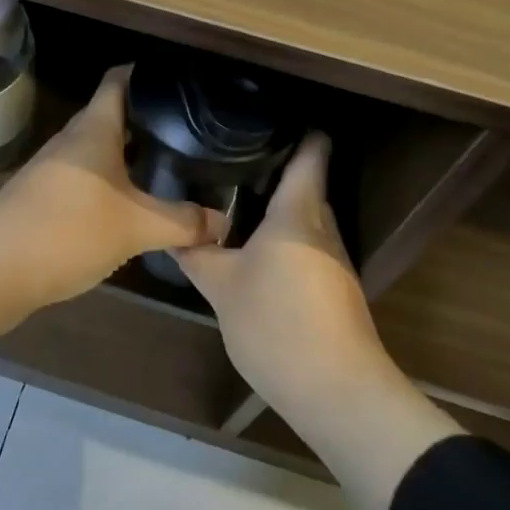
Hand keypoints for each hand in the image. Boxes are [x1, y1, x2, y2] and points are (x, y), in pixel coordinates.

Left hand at [0, 66, 225, 357]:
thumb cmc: (68, 230)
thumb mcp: (137, 227)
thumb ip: (183, 223)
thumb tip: (223, 223)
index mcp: (93, 130)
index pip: (118, 81)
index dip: (145, 73)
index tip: (178, 80)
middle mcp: (71, 141)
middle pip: (111, 116)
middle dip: (146, 120)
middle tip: (187, 130)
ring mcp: (53, 169)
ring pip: (97, 151)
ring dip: (127, 155)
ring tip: (167, 166)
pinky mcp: (42, 198)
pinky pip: (85, 179)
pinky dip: (109, 183)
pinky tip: (130, 205)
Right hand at [172, 133, 391, 415]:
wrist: (336, 390)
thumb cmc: (277, 323)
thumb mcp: (222, 288)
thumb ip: (198, 256)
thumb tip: (173, 233)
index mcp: (298, 212)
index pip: (311, 154)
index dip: (297, 131)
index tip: (265, 119)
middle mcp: (322, 227)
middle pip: (306, 184)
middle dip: (275, 170)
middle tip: (231, 159)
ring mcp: (333, 259)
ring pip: (306, 218)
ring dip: (278, 208)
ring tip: (235, 199)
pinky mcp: (335, 287)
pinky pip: (308, 246)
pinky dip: (284, 239)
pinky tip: (257, 250)